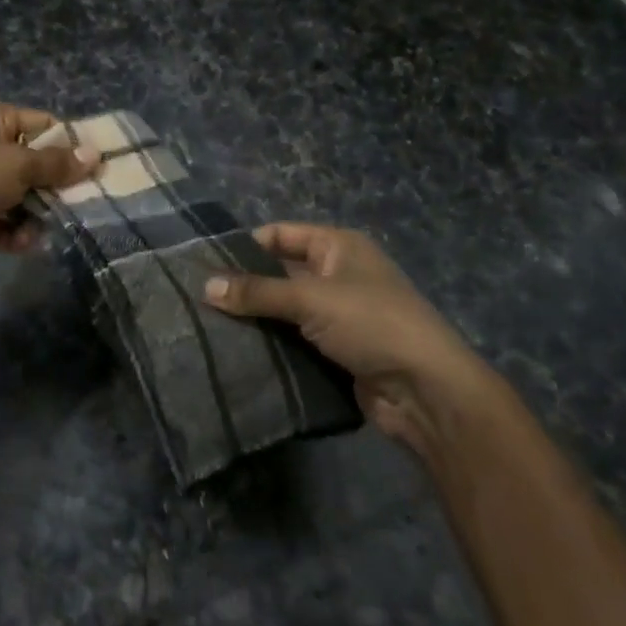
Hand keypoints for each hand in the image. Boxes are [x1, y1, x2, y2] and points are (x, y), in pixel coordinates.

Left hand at [0, 103, 98, 274]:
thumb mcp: (19, 165)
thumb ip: (57, 164)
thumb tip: (95, 155)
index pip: (43, 124)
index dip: (70, 144)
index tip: (96, 166)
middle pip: (34, 165)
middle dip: (56, 186)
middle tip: (84, 202)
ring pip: (21, 198)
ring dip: (36, 215)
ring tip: (51, 226)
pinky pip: (3, 224)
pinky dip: (14, 234)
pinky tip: (26, 243)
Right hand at [202, 223, 507, 450]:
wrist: (426, 391)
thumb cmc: (372, 325)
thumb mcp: (311, 299)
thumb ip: (257, 292)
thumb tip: (205, 287)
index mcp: (338, 247)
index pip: (280, 235)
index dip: (245, 246)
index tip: (204, 264)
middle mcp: (338, 275)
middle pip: (280, 273)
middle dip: (244, 286)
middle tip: (199, 299)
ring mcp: (339, 315)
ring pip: (285, 310)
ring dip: (256, 319)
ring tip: (208, 327)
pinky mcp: (337, 350)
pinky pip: (295, 340)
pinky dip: (271, 345)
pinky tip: (238, 352)